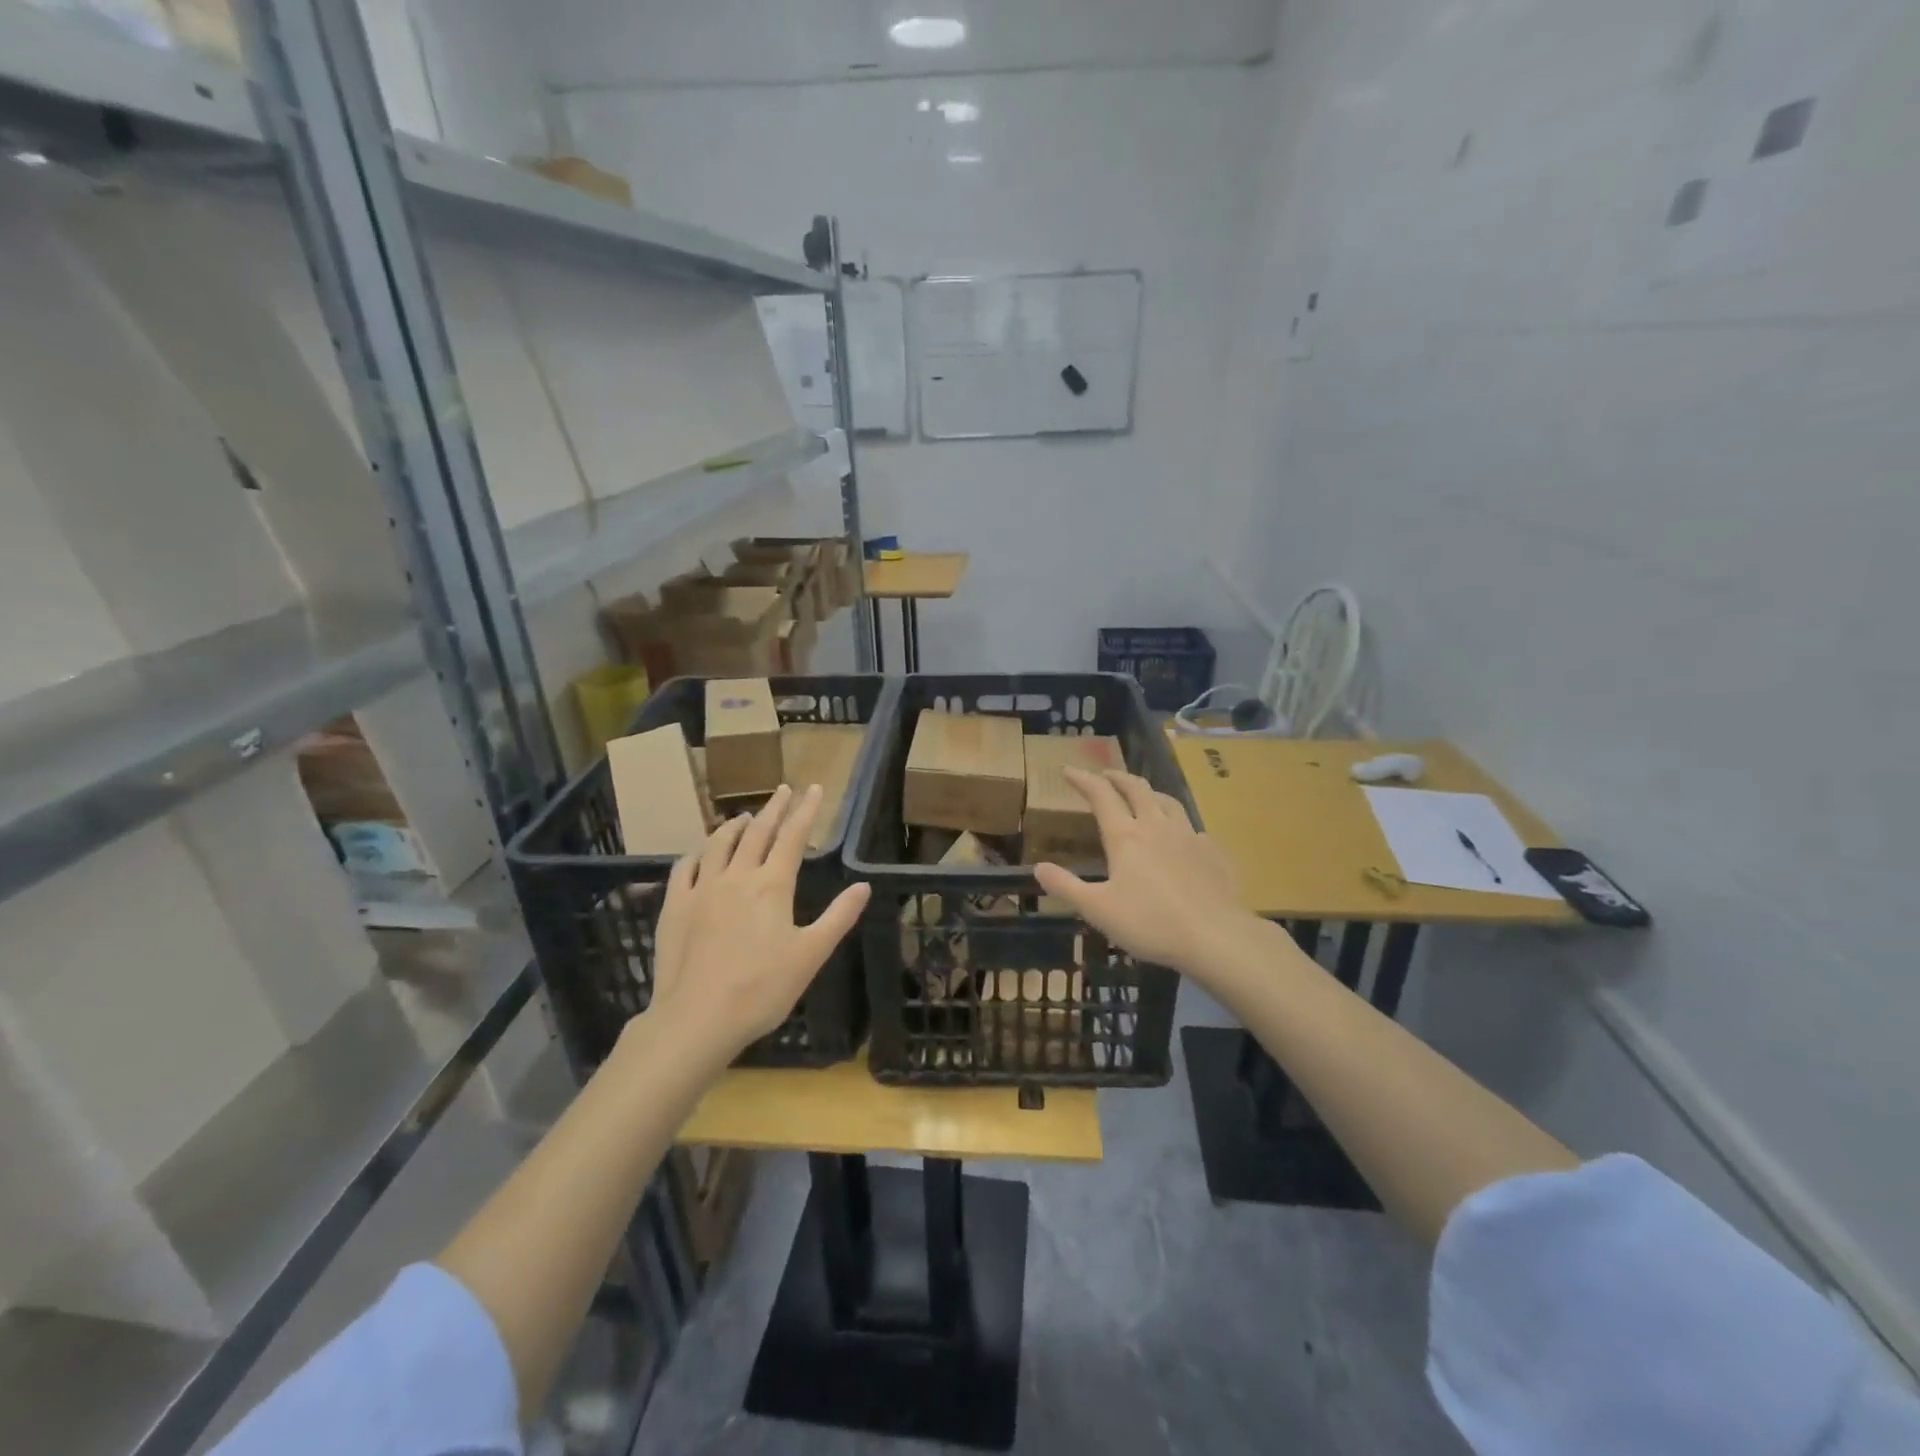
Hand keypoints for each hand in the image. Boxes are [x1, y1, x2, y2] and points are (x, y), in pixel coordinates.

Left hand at [644, 784, 870, 1063]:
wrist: (697, 1018)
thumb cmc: (762, 989)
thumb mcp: (811, 954)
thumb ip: (839, 917)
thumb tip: (864, 885)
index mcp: (772, 885)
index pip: (792, 836)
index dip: (805, 810)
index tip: (814, 788)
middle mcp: (737, 876)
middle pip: (757, 832)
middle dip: (774, 807)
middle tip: (784, 789)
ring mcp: (702, 888)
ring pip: (719, 843)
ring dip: (735, 825)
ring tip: (744, 816)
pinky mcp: (675, 905)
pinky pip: (685, 867)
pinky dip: (698, 853)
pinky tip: (701, 853)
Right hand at [1033, 768, 1260, 984]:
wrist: (1215, 936)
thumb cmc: (1150, 922)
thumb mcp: (1097, 909)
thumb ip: (1066, 887)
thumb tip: (1039, 867)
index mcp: (1126, 836)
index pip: (1101, 796)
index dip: (1083, 779)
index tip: (1069, 770)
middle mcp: (1157, 826)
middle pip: (1137, 789)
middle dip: (1118, 777)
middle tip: (1106, 775)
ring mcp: (1189, 837)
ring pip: (1168, 802)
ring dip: (1151, 793)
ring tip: (1144, 796)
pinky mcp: (1213, 853)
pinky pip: (1194, 829)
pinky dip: (1180, 826)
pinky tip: (1182, 838)